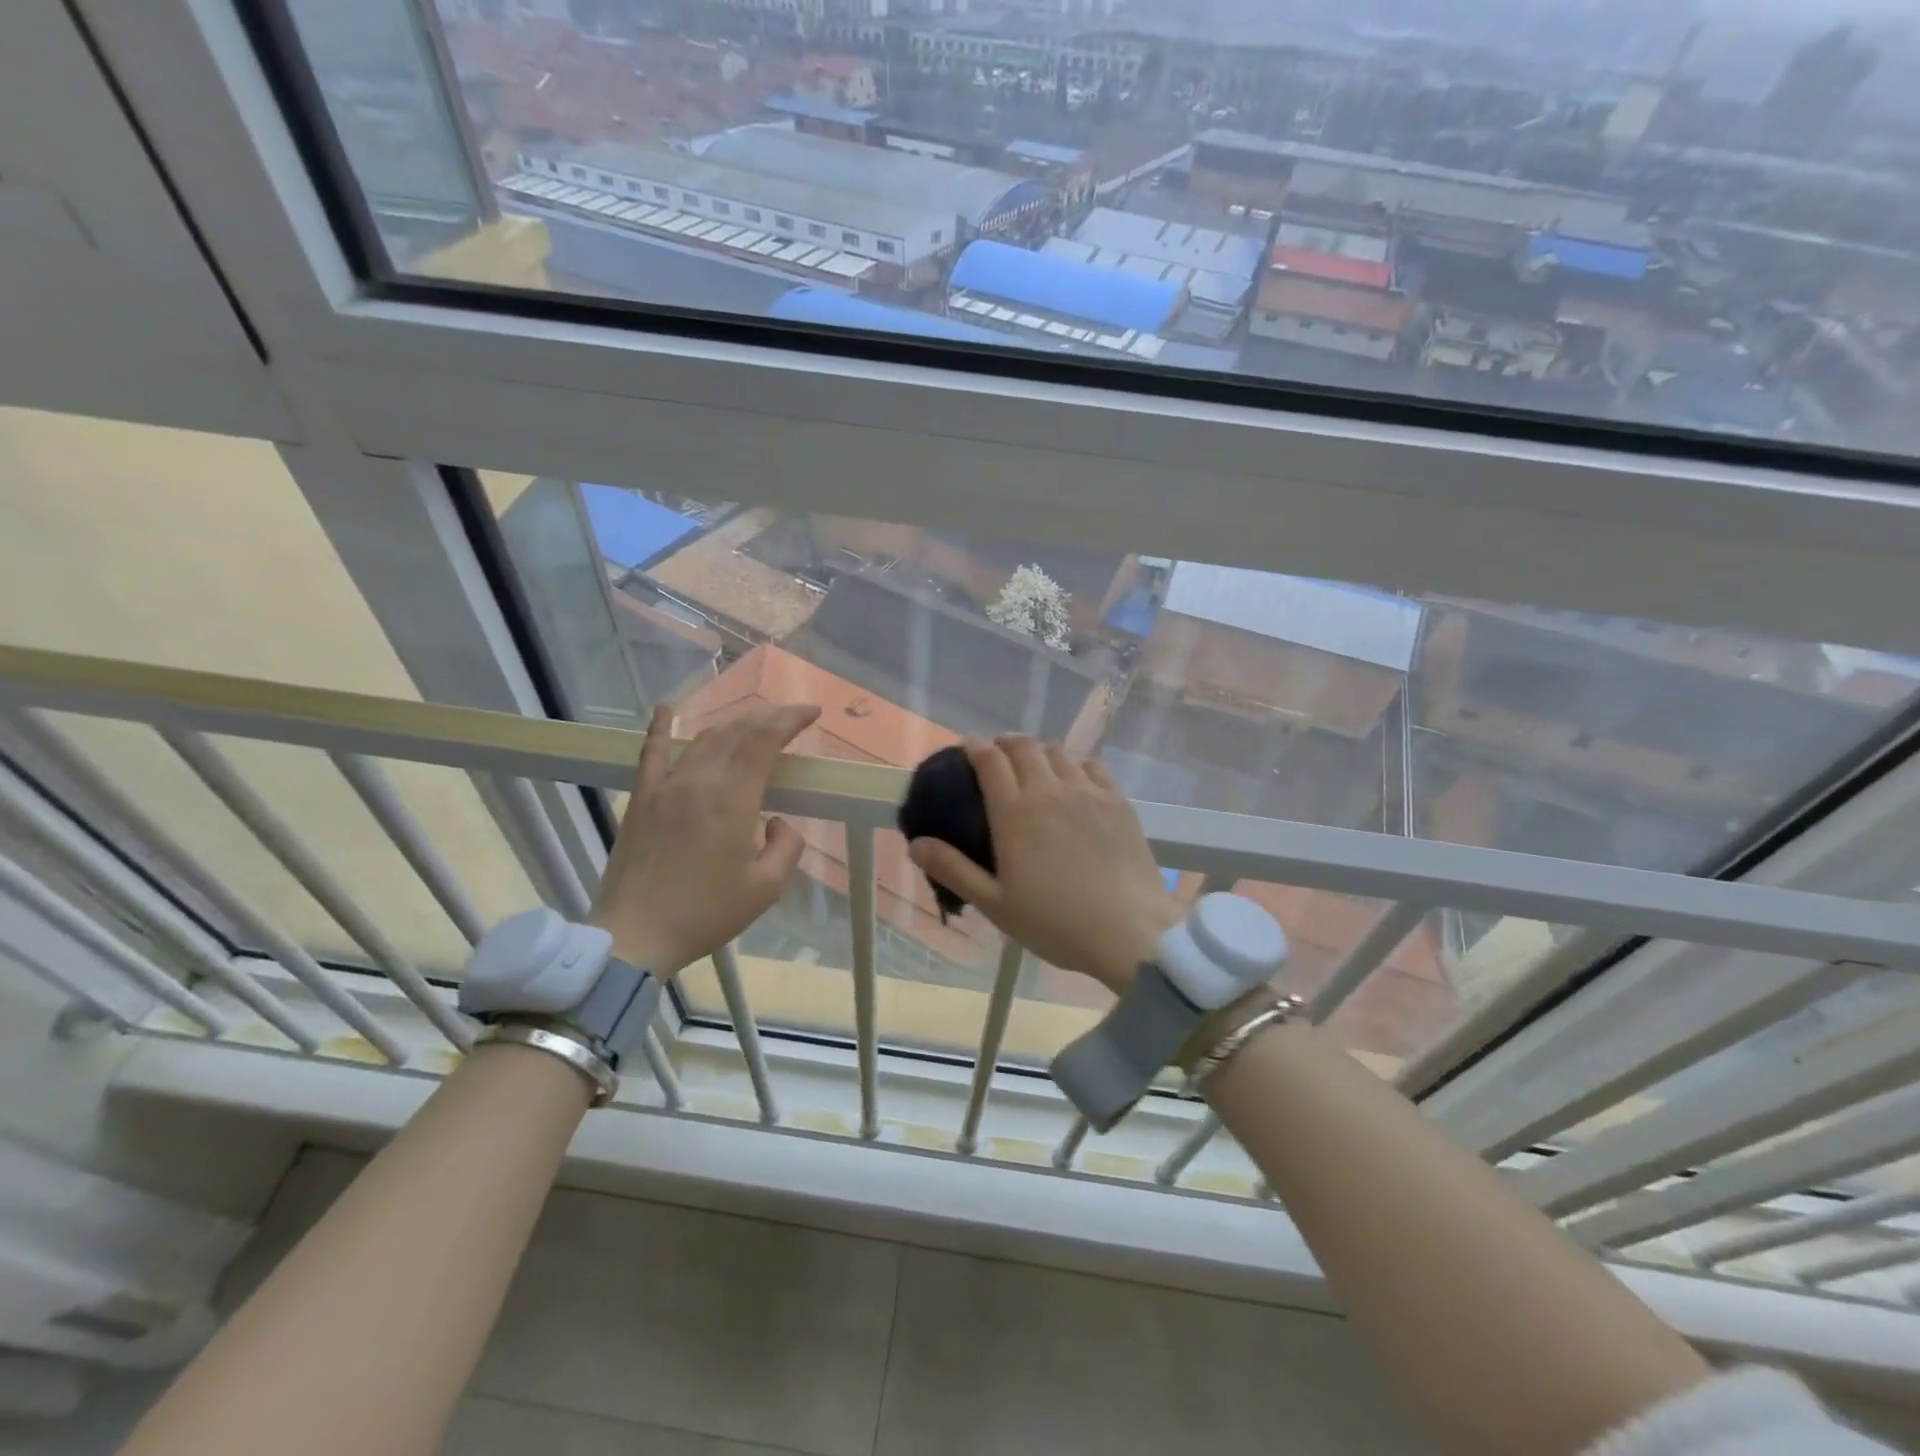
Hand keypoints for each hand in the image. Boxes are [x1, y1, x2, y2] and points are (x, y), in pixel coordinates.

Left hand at [589, 701, 820, 974]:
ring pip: (704, 739)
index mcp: (733, 800)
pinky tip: (667, 708)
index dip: (790, 720)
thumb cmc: (705, 914)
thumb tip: (775, 821)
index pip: (765, 740)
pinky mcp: (641, 798)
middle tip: (789, 718)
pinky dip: (662, 727)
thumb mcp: (765, 888)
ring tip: (753, 722)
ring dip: (733, 724)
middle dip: (767, 717)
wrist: (635, 936)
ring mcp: (665, 786)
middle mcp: (699, 781)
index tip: (812, 713)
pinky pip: (652, 753)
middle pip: (737, 731)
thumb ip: (785, 846)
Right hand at [907, 736, 1180, 993]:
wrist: (1129, 932)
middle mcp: (1049, 791)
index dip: (975, 748)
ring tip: (1035, 766)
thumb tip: (915, 844)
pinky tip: (1074, 780)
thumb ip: (954, 869)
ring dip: (1040, 752)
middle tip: (997, 755)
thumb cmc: (1055, 923)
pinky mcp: (1118, 801)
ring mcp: (1088, 792)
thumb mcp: (995, 904)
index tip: (966, 748)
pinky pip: (1093, 766)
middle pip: (1024, 747)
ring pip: (1059, 752)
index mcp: (1015, 813)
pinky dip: (1075, 764)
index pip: (990, 761)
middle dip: (1005, 743)